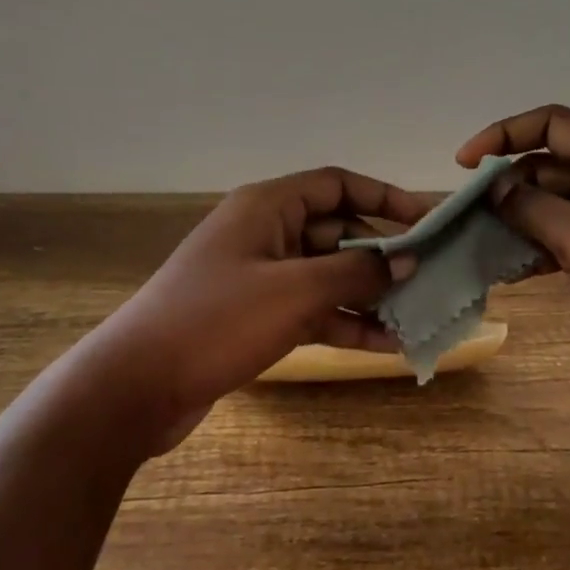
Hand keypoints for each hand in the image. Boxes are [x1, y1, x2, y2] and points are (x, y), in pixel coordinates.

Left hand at [78, 168, 429, 450]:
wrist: (137, 385)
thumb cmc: (217, 320)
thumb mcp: (295, 291)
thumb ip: (356, 271)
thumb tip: (407, 259)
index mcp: (267, 207)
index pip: (337, 185)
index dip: (384, 196)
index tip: (427, 220)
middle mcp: (265, 234)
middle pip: (337, 232)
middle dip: (383, 254)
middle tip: (432, 276)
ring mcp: (260, 278)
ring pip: (327, 275)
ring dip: (369, 294)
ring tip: (417, 315)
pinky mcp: (256, 317)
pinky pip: (311, 310)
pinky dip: (344, 323)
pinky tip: (384, 345)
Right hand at [458, 105, 569, 415]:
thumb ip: (534, 209)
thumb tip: (492, 186)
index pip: (553, 125)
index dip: (505, 133)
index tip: (466, 164)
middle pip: (547, 165)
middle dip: (504, 183)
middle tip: (463, 214)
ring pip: (551, 206)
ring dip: (514, 218)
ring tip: (474, 242)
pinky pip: (561, 242)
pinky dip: (533, 249)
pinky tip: (505, 269)